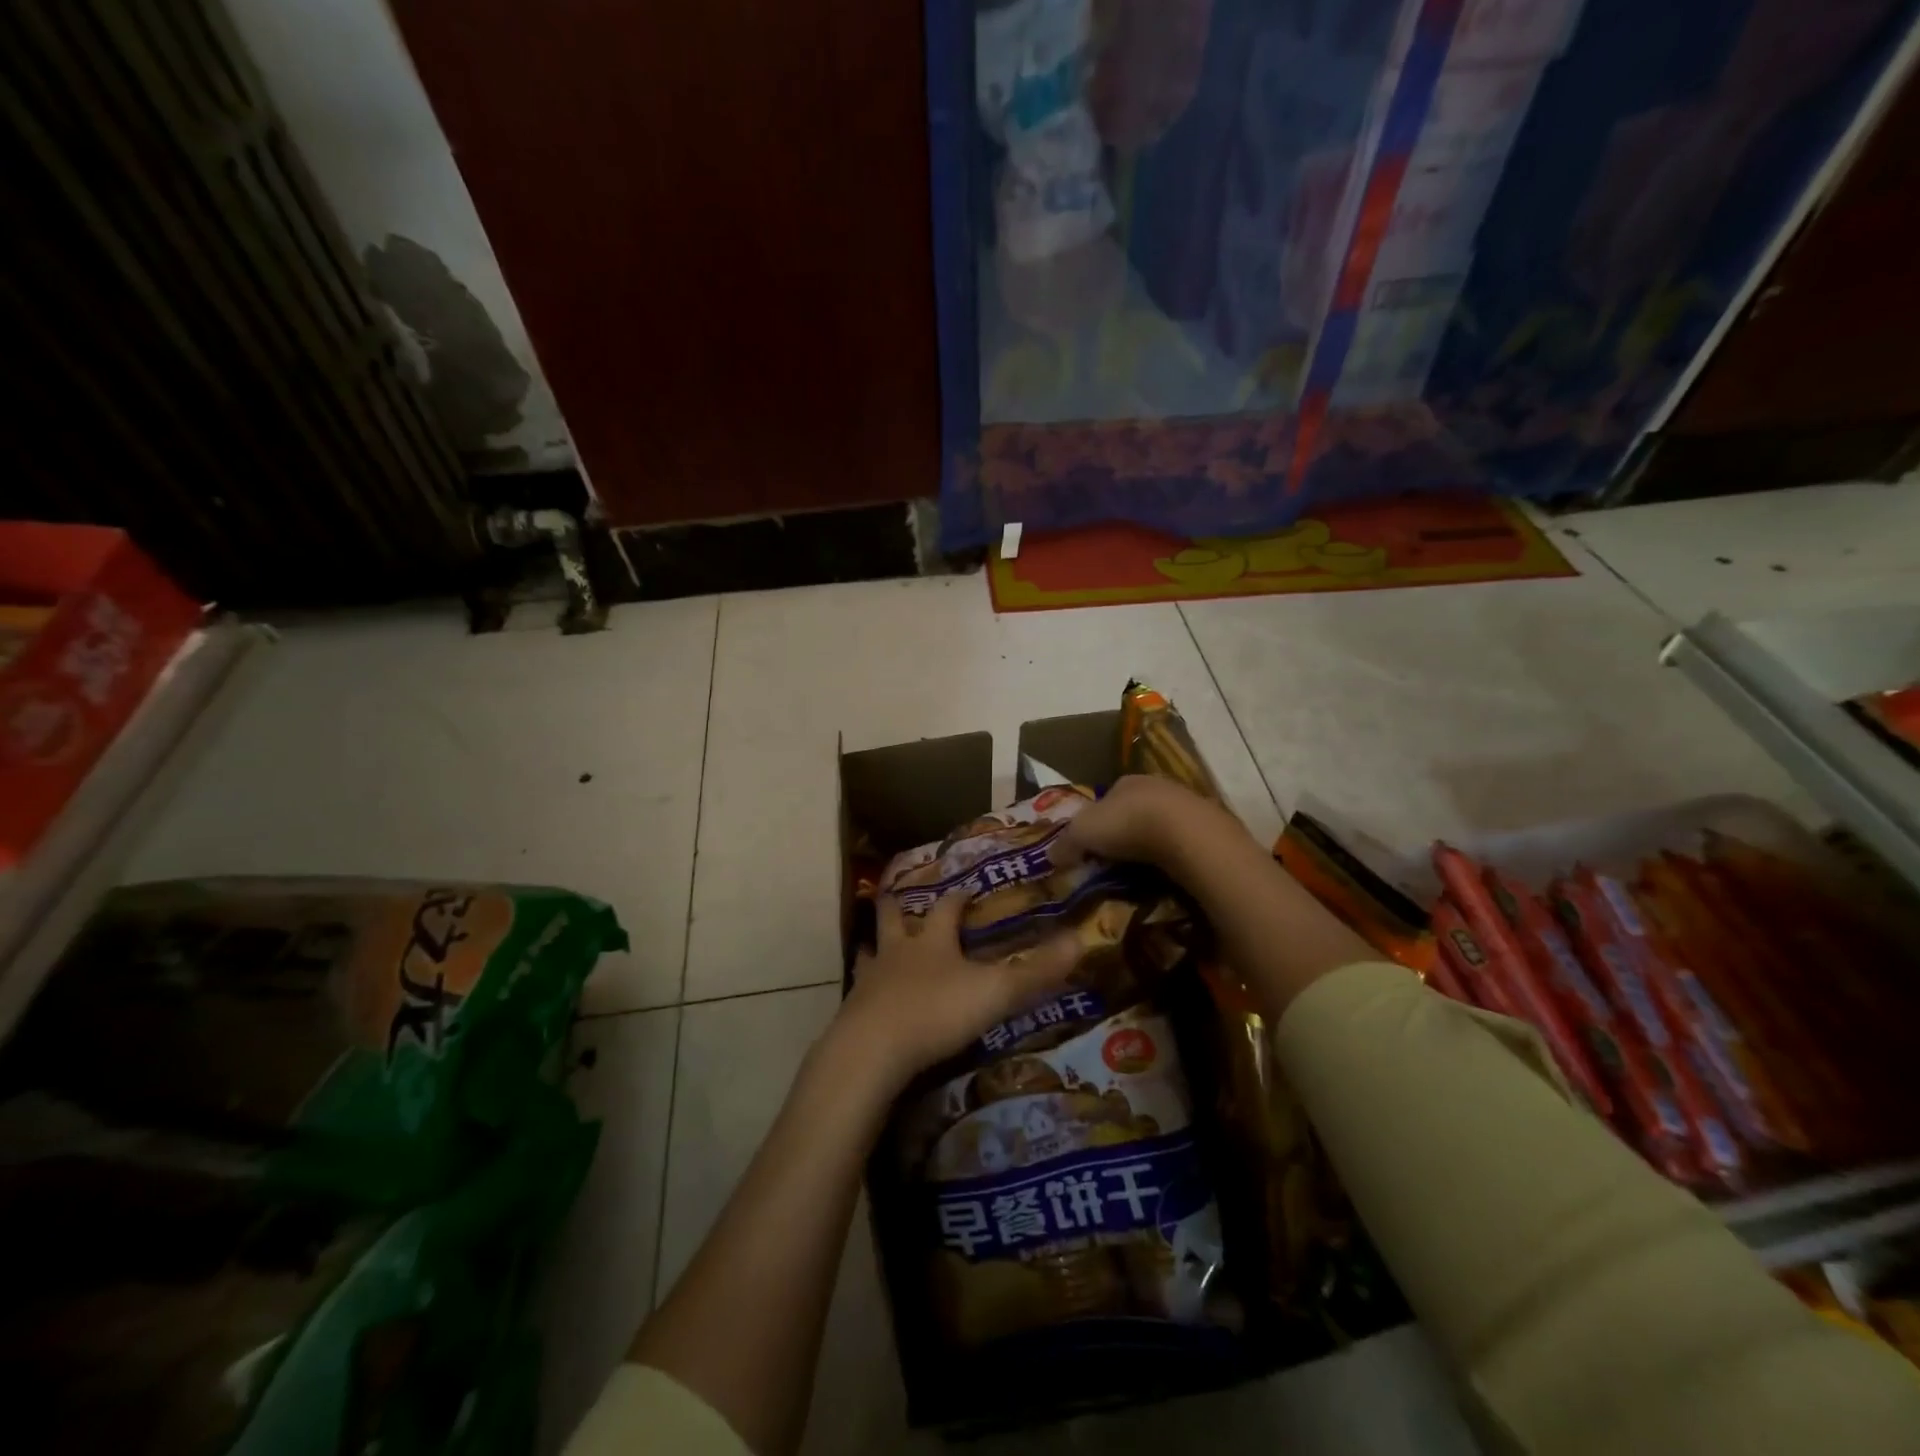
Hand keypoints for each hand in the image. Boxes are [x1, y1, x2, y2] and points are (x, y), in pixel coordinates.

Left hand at [834, 889, 1081, 1095]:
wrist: (874, 1049)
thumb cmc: (937, 1011)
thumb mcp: (995, 991)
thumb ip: (1036, 971)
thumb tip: (1081, 939)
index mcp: (933, 941)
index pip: (947, 909)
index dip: (957, 898)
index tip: (965, 889)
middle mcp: (898, 952)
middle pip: (893, 919)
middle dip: (897, 907)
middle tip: (895, 896)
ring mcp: (871, 980)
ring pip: (869, 952)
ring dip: (873, 945)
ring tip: (870, 943)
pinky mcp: (854, 1011)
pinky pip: (858, 992)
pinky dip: (863, 988)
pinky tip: (864, 997)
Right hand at [1051, 774, 1230, 870]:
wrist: (1187, 835)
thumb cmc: (1127, 824)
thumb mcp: (1082, 832)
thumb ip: (1065, 842)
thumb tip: (1051, 856)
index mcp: (1126, 781)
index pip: (1106, 799)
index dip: (1096, 822)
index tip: (1090, 846)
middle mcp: (1156, 787)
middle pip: (1134, 812)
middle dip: (1124, 834)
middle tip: (1112, 862)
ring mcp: (1186, 806)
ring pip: (1160, 827)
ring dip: (1150, 846)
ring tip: (1139, 873)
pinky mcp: (1208, 829)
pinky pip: (1182, 845)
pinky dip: (1172, 858)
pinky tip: (1166, 874)